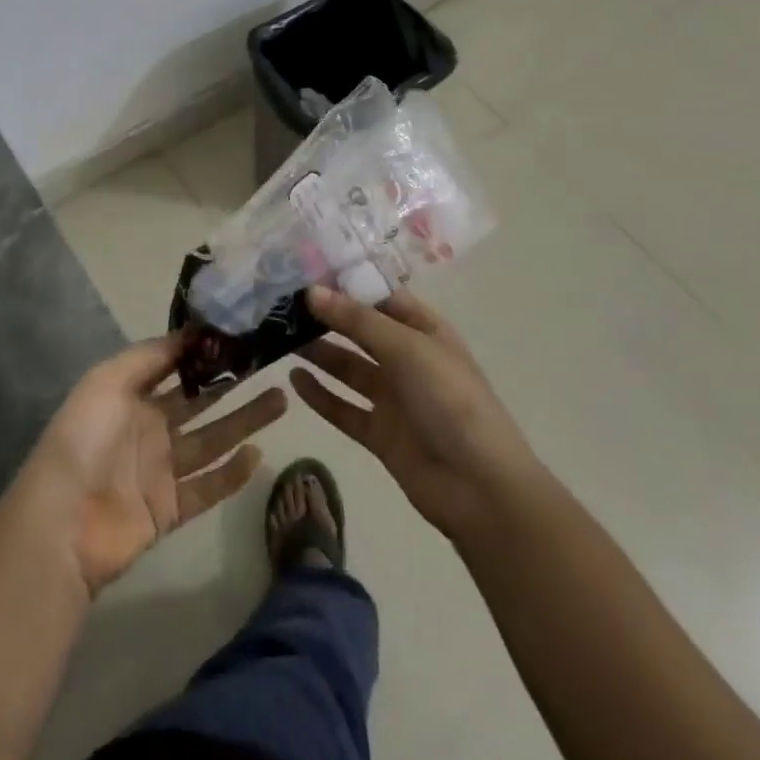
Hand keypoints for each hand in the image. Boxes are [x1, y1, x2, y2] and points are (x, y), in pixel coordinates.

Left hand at [19, 335, 286, 597]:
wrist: (62, 523)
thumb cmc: (84, 439)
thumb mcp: (108, 380)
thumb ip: (150, 356)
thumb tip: (191, 331)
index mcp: (130, 395)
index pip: (174, 366)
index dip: (203, 351)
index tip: (240, 333)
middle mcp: (148, 428)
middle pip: (199, 402)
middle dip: (232, 384)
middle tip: (270, 365)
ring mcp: (160, 470)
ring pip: (211, 440)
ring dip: (244, 422)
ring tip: (281, 400)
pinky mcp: (170, 509)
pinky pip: (208, 487)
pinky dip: (232, 474)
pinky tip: (258, 455)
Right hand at [290, 285, 536, 542]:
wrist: (480, 488)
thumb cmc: (450, 401)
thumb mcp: (406, 349)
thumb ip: (356, 321)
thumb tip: (310, 292)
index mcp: (425, 331)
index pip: (381, 297)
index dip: (347, 284)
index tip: (305, 271)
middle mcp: (408, 359)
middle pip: (361, 331)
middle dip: (327, 317)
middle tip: (282, 304)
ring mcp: (394, 398)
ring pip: (348, 368)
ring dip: (319, 353)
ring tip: (279, 336)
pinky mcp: (380, 433)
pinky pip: (343, 408)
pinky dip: (320, 395)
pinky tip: (293, 380)